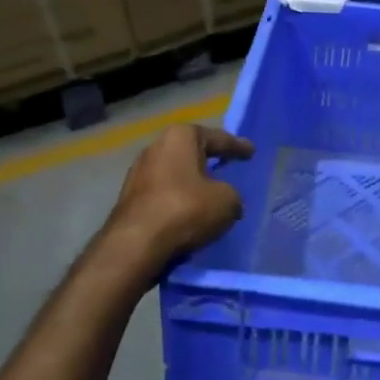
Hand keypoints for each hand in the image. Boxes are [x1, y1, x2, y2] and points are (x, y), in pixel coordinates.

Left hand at [109, 123, 254, 263]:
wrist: (136, 243)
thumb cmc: (186, 209)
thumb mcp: (226, 201)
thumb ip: (232, 194)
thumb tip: (225, 200)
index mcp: (180, 137)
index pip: (217, 138)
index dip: (237, 146)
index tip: (251, 151)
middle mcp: (155, 147)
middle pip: (190, 152)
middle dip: (208, 160)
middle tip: (227, 165)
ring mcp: (138, 172)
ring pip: (174, 173)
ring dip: (190, 182)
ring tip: (208, 193)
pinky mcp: (129, 197)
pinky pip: (163, 193)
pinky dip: (177, 199)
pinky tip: (188, 212)